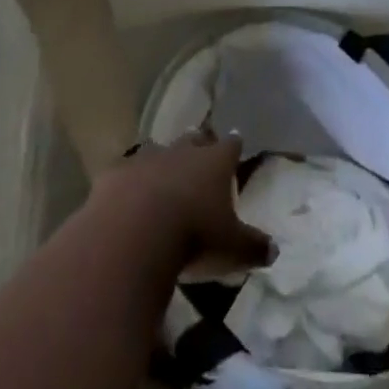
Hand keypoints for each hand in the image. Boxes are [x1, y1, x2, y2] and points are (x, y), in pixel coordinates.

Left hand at [93, 131, 272, 277]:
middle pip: (194, 139)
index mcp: (214, 163)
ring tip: (163, 174)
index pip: (230, 145)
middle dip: (198, 144)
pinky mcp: (114, 174)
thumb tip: (274, 249)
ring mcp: (146, 159)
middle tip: (201, 151)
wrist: (133, 235)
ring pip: (158, 150)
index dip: (233, 145)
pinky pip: (124, 172)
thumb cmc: (193, 237)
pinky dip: (128, 182)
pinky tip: (125, 196)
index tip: (236, 143)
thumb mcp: (232, 249)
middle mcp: (182, 152)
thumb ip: (254, 247)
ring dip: (162, 160)